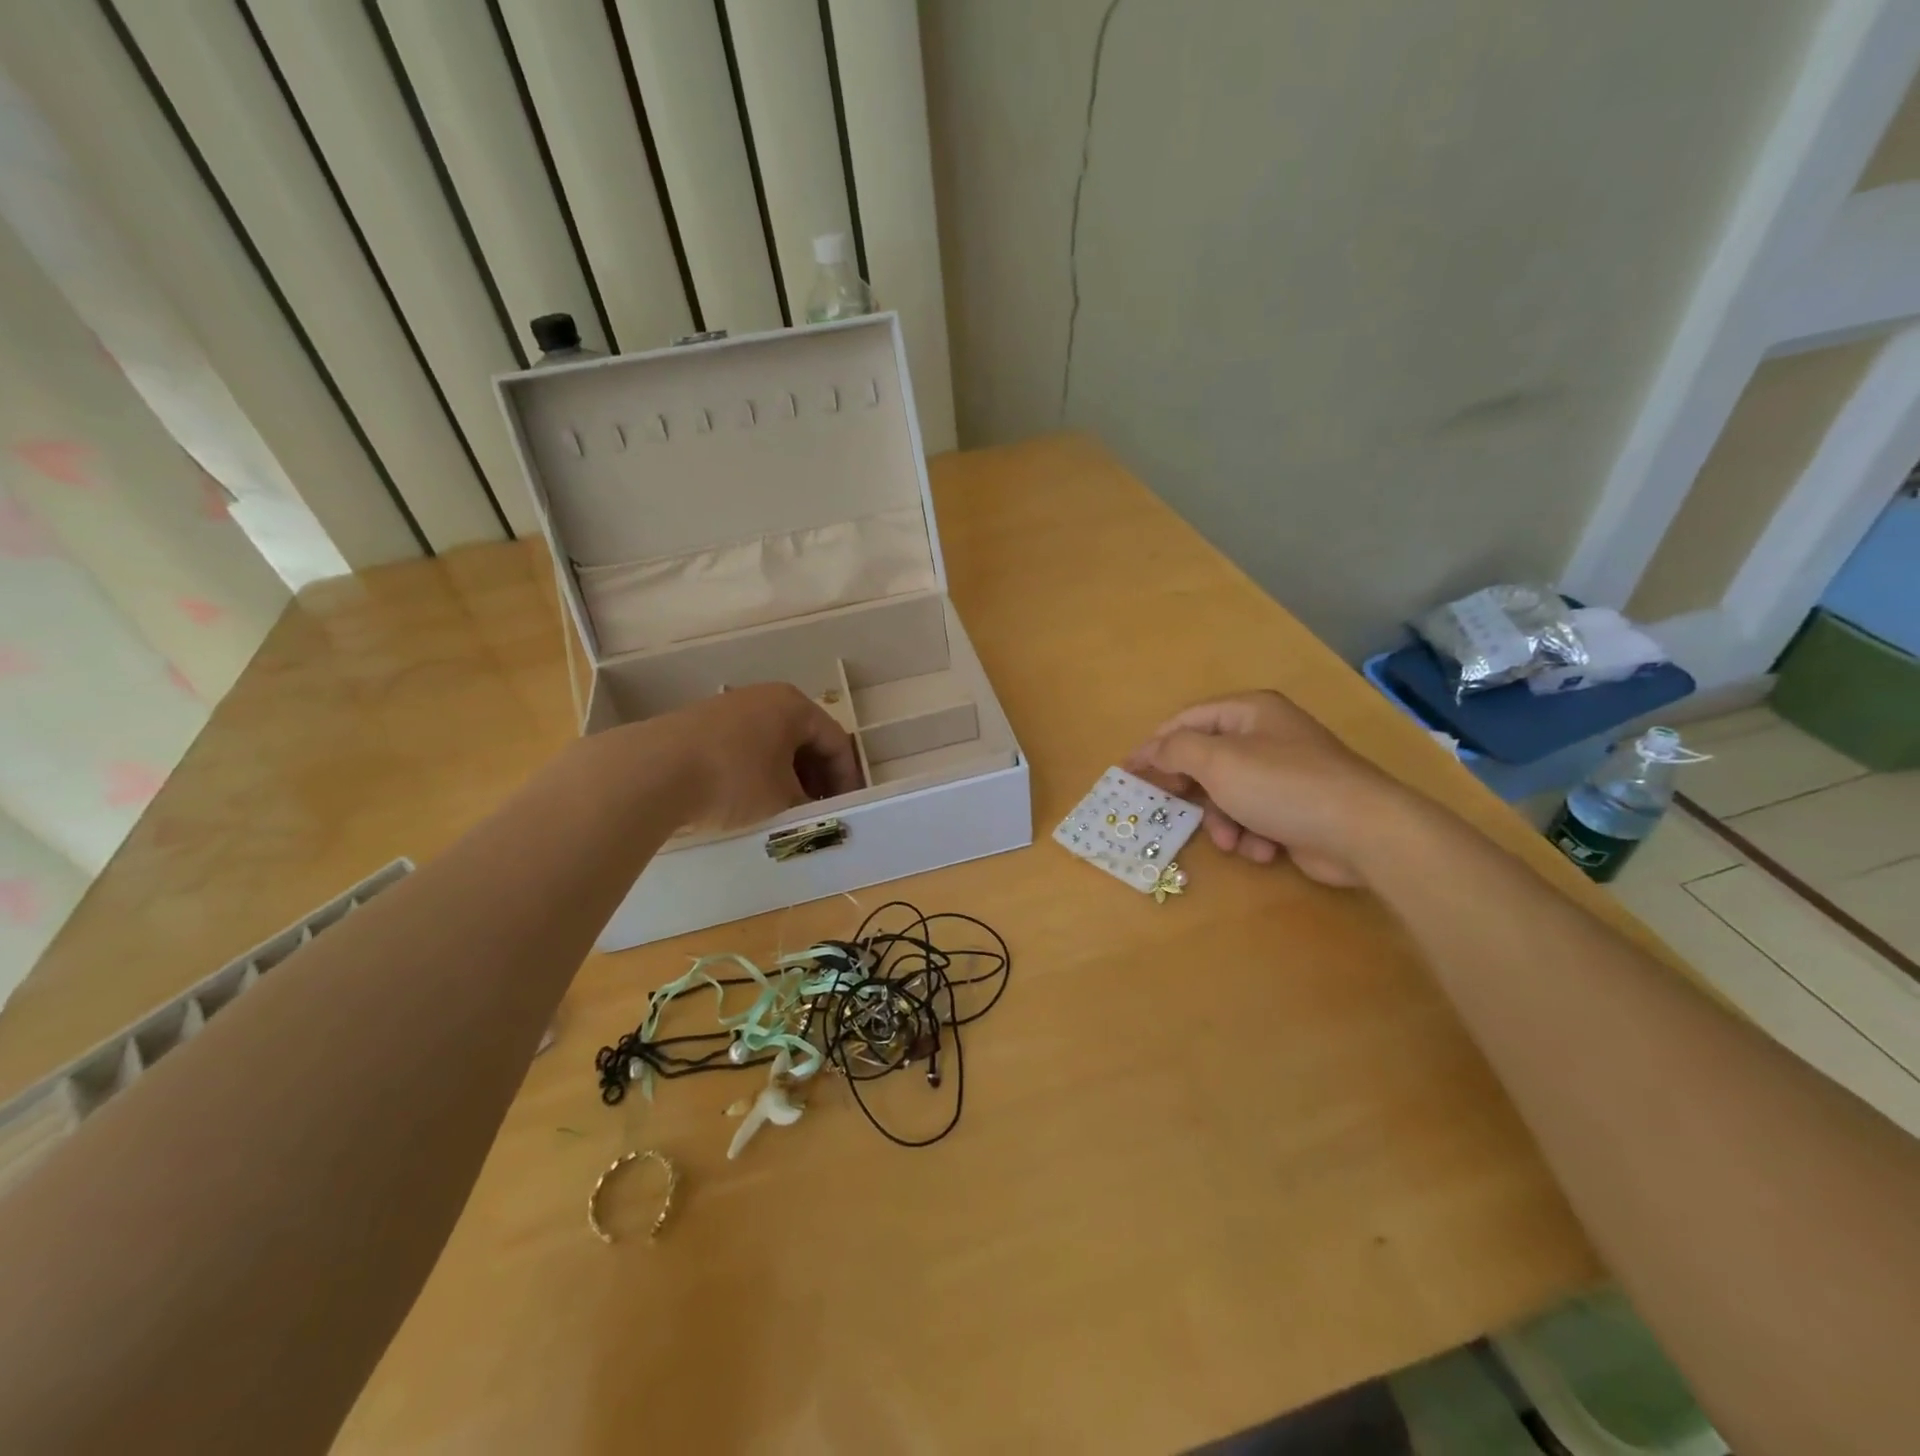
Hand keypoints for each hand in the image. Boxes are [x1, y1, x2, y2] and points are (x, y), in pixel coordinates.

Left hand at [636, 683, 862, 831]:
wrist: (651, 771)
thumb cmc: (733, 779)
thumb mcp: (782, 799)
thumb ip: (808, 804)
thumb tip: (812, 810)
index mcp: (794, 706)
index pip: (836, 743)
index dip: (847, 779)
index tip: (848, 809)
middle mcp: (765, 698)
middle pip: (805, 740)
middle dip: (816, 778)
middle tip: (819, 811)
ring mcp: (730, 708)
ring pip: (773, 745)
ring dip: (786, 777)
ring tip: (785, 811)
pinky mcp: (701, 726)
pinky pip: (745, 749)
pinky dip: (757, 774)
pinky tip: (749, 802)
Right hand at [1124, 690, 1402, 887]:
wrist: (1363, 831)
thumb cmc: (1282, 786)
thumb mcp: (1217, 761)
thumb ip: (1175, 750)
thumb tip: (1151, 751)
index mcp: (1249, 712)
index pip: (1186, 721)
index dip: (1154, 745)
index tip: (1128, 773)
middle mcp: (1266, 736)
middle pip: (1206, 760)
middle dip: (1192, 791)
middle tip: (1169, 809)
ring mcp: (1284, 773)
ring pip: (1228, 795)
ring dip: (1222, 821)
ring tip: (1232, 840)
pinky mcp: (1297, 807)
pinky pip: (1255, 817)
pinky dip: (1252, 835)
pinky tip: (1264, 849)